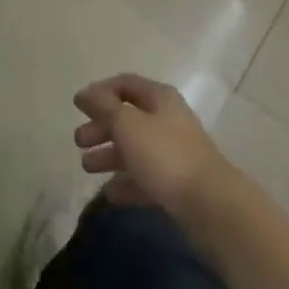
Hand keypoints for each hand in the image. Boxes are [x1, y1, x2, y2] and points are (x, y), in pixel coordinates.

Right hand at [72, 73, 235, 219]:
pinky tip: (109, 194)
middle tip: (78, 141)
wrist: (209, 204)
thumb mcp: (128, 125)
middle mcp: (167, 120)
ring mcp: (174, 153)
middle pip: (128, 117)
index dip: (100, 91)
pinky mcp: (176, 184)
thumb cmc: (165, 155)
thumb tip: (84, 93)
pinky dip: (126, 183)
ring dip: (109, 155)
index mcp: (159, 98)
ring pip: (135, 148)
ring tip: (86, 168)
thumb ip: (103, 108)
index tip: (78, 106)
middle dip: (101, 127)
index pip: (126, 84)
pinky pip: (145, 178)